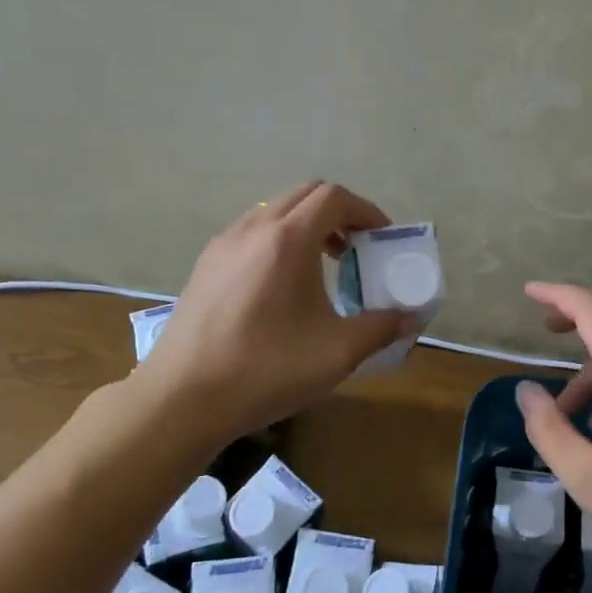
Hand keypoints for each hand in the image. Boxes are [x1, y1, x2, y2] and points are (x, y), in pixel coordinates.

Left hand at [130, 181, 415, 449]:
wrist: (181, 398)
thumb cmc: (265, 369)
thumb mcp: (336, 353)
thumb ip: (380, 328)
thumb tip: (410, 319)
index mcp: (288, 239)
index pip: (335, 197)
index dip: (366, 211)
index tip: (382, 239)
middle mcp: (254, 228)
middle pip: (306, 194)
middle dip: (339, 213)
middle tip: (357, 248)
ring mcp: (224, 243)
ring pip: (276, 209)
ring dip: (307, 224)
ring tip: (323, 265)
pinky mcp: (206, 263)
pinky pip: (252, 230)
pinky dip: (279, 238)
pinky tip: (283, 284)